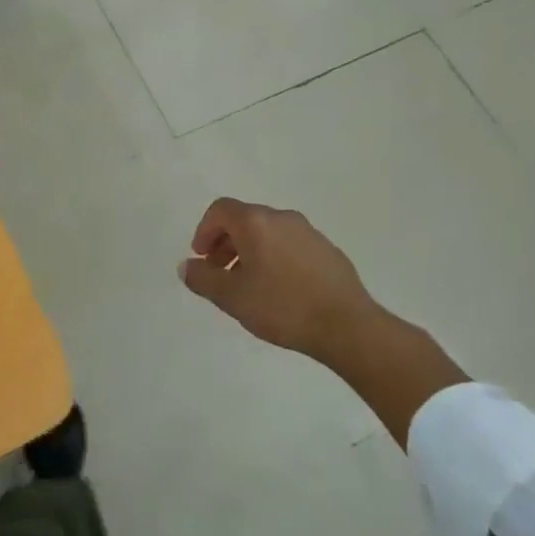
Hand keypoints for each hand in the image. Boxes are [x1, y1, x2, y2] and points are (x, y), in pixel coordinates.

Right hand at [179, 197, 468, 447]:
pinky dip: (274, 257)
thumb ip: (203, 278)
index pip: (220, 210)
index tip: (202, 258)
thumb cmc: (282, 307)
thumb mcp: (231, 297)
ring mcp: (309, 232)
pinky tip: (279, 290)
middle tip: (220, 273)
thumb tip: (187, 265)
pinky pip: (290, 245)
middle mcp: (282, 218)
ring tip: (248, 285)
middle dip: (225, 242)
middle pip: (245, 219)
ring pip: (268, 232)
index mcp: (256, 222)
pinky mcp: (328, 250)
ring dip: (250, 251)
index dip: (204, 231)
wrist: (347, 326)